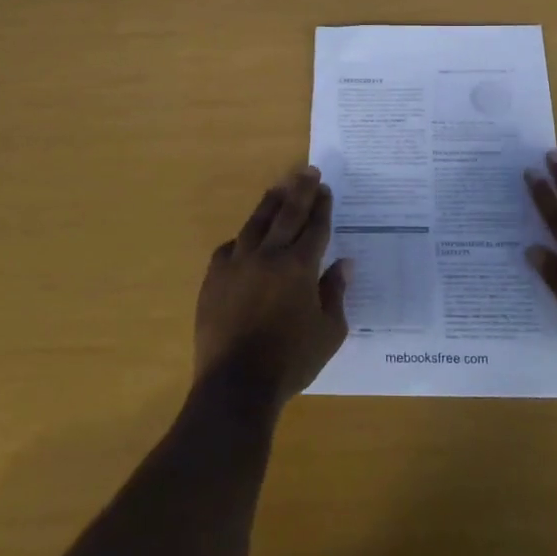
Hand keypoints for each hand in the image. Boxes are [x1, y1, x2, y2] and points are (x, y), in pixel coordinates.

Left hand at [194, 167, 348, 409]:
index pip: (315, 227)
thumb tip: (343, 264)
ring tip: (279, 187)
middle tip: (307, 170)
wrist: (236, 385)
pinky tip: (245, 238)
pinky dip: (242, 240)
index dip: (321, 206)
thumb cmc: (291, 361)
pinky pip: (229, 249)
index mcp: (300, 267)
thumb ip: (336, 293)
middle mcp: (268, 256)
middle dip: (300, 190)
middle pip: (287, 214)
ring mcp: (237, 264)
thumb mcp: (329, 332)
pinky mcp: (214, 279)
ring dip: (270, 203)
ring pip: (256, 223)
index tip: (325, 188)